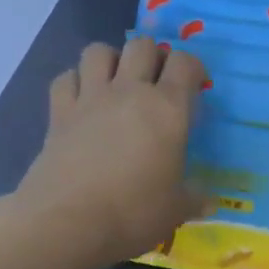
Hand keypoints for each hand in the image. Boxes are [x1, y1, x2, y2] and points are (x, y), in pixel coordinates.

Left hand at [15, 38, 206, 267]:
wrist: (68, 222)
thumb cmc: (134, 212)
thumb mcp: (176, 209)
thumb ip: (194, 199)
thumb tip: (210, 203)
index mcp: (168, 109)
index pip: (185, 63)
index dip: (193, 67)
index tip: (196, 84)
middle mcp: (129, 92)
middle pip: (141, 45)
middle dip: (153, 56)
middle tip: (157, 81)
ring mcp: (90, 98)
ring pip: (98, 50)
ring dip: (111, 60)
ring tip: (117, 83)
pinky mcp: (58, 113)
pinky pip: (65, 78)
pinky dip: (75, 82)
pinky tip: (82, 101)